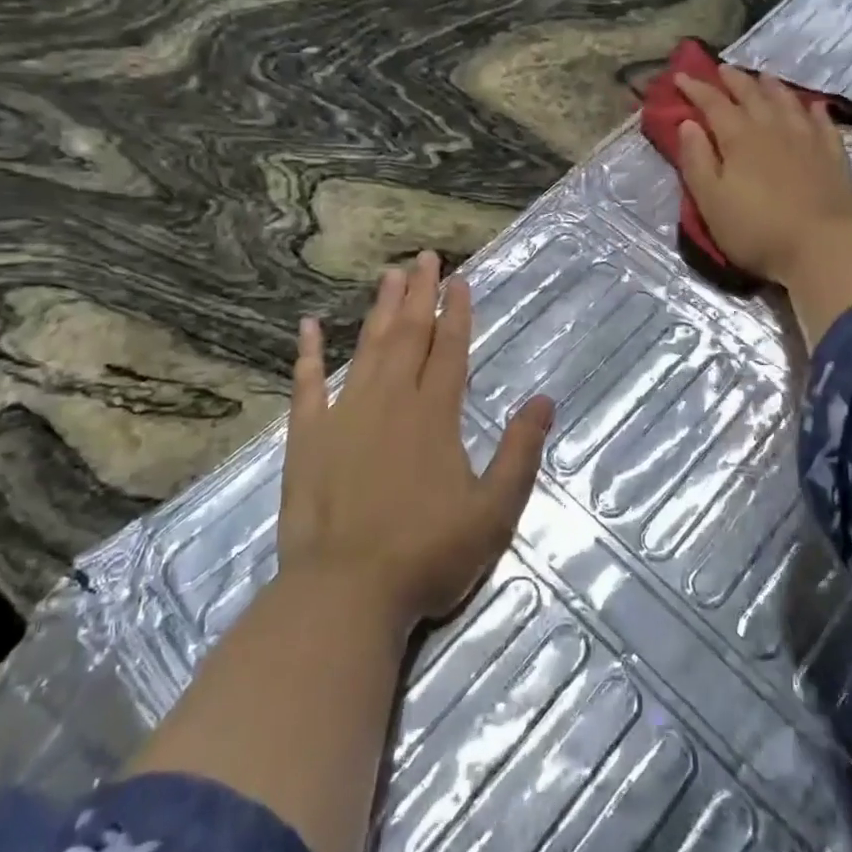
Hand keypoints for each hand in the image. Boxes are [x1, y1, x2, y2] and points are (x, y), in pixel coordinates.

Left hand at [278, 251, 554, 635]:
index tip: (459, 279)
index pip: (450, 350)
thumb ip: (521, 452)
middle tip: (426, 257)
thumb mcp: (495, 512)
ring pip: (366, 349)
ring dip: (379, 310)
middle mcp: (390, 402)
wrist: (345, 594)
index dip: (457, 312)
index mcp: (435, 415)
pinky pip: (307, 385)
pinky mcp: (307, 438)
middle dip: (420, 294)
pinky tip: (309, 325)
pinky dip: (308, 353)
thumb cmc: (427, 555)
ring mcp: (344, 416)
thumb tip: (544, 401)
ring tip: (389, 275)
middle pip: (408, 335)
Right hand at [674, 66, 851, 282]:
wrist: (821, 249)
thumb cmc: (756, 230)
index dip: (695, 89)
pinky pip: (822, 122)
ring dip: (771, 87)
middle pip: (751, 95)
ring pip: (787, 101)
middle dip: (733, 80)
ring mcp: (807, 139)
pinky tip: (811, 106)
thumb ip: (696, 160)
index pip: (713, 104)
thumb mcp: (710, 201)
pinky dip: (812, 109)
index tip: (680, 77)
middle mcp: (773, 128)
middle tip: (721, 69)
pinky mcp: (834, 155)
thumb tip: (687, 124)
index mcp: (739, 138)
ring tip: (762, 77)